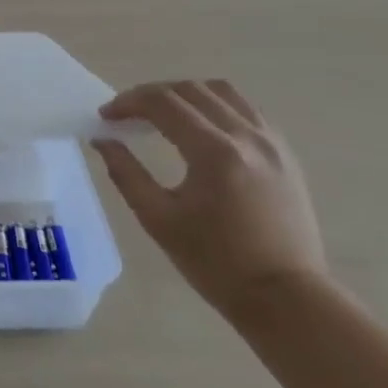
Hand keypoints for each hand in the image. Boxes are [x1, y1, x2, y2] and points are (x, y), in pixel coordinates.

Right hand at [93, 80, 326, 320]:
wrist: (285, 297)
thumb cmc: (215, 263)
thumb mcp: (158, 219)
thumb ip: (126, 173)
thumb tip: (103, 140)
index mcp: (214, 153)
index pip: (162, 104)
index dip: (128, 103)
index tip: (105, 116)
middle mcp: (246, 137)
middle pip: (190, 90)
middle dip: (151, 94)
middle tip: (126, 114)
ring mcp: (272, 143)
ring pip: (222, 91)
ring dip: (185, 93)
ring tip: (163, 113)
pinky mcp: (285, 154)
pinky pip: (246, 109)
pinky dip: (216, 105)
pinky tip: (201, 126)